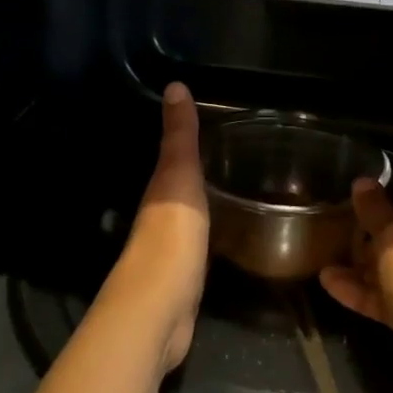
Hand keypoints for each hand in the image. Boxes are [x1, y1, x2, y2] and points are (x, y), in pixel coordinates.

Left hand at [103, 82, 207, 373]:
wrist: (160, 309)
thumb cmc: (171, 233)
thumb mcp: (179, 175)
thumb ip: (179, 135)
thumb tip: (174, 84)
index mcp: (157, 190)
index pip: (171, 158)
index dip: (185, 143)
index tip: (212, 127)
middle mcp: (158, 217)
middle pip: (177, 188)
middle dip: (197, 175)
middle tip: (233, 157)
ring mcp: (170, 251)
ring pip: (188, 217)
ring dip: (204, 206)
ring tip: (235, 191)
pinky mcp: (184, 280)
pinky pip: (200, 247)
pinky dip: (211, 236)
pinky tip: (228, 236)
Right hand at [320, 180, 392, 392]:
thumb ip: (376, 211)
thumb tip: (363, 181)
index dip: (378, 206)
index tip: (347, 207)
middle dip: (367, 239)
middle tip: (332, 236)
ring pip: (392, 274)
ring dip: (360, 269)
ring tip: (324, 262)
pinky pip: (388, 302)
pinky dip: (363, 294)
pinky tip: (330, 286)